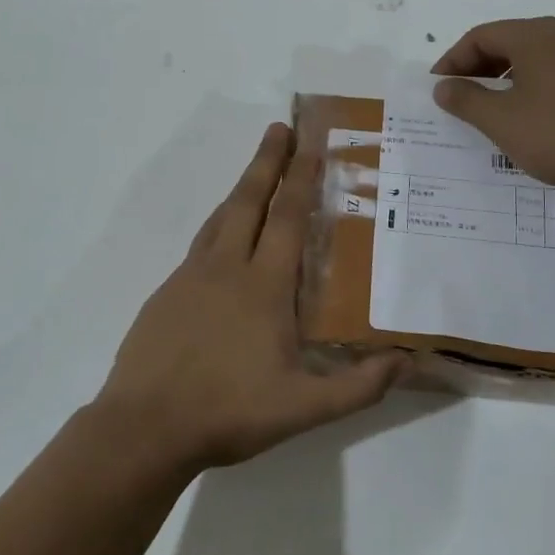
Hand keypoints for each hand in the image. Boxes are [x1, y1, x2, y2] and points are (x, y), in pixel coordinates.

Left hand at [95, 124, 405, 473]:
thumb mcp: (305, 409)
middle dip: (267, 161)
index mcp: (263, 286)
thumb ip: (360, 385)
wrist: (145, 426)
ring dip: (241, 189)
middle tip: (279, 127)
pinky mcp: (166, 294)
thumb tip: (409, 359)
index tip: (309, 141)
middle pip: (249, 201)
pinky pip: (199, 245)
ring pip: (220, 219)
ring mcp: (190, 278)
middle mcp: (226, 268)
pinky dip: (217, 225)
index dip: (301, 177)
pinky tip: (221, 237)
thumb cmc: (228, 412)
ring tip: (255, 171)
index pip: (287, 218)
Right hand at [430, 17, 554, 204]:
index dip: (452, 61)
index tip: (437, 90)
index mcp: (534, 36)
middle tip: (456, 100)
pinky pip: (552, 79)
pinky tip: (525, 123)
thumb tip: (443, 86)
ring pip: (531, 63)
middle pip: (506, 45)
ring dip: (502, 83)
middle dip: (476, 71)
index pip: (479, 37)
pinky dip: (529, 93)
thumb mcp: (501, 120)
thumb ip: (466, 100)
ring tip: (486, 113)